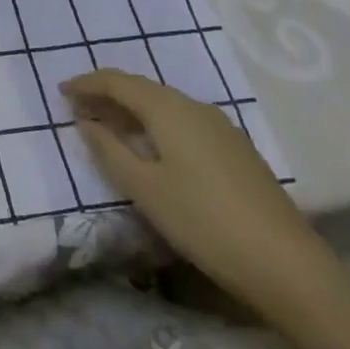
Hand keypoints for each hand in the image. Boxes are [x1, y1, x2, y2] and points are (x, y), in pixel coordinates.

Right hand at [61, 69, 337, 322]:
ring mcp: (220, 127)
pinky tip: (151, 147)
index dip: (87, 84)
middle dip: (108, 94)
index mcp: (168, 109)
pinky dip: (156, 124)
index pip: (117, 82)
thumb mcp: (145, 189)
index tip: (61, 91)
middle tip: (79, 108)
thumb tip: (85, 122)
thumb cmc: (204, 222)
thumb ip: (109, 150)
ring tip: (108, 126)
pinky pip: (183, 121)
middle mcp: (194, 106)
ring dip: (133, 110)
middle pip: (142, 88)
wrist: (288, 266)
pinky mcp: (235, 149)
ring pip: (164, 105)